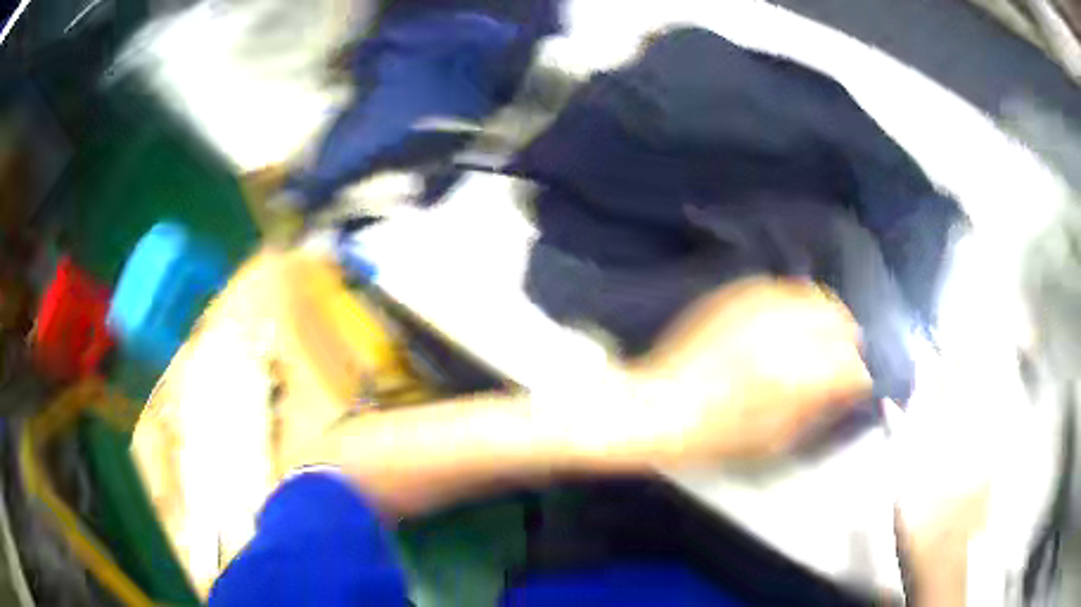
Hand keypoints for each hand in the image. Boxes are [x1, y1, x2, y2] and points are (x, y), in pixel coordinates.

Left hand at [607, 277, 872, 464]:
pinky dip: (796, 303)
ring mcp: (759, 307)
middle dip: (847, 341)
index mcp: (797, 375)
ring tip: (823, 334)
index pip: (851, 366)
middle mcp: (785, 331)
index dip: (858, 377)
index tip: (856, 385)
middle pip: (839, 321)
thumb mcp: (775, 439)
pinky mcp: (737, 295)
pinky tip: (792, 319)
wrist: (660, 408)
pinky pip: (781, 288)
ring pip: (814, 295)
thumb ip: (818, 409)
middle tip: (844, 356)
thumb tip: (847, 388)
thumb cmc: (717, 437)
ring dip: (826, 316)